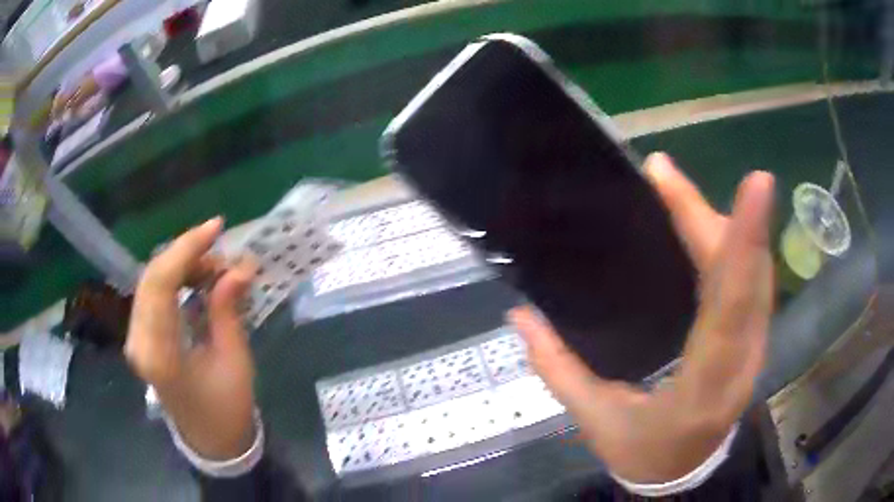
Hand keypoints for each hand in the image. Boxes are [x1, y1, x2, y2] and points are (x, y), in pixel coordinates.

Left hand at [125, 217, 257, 460]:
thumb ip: (227, 309)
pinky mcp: (140, 337)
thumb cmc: (227, 408)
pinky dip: (175, 280)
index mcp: (161, 354)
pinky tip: (197, 281)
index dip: (187, 247)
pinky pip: (153, 295)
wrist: (210, 440)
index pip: (161, 282)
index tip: (217, 227)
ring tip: (215, 270)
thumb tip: (240, 267)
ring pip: (151, 281)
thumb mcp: (234, 360)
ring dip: (182, 266)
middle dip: (187, 253)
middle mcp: (139, 342)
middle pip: (152, 276)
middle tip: (221, 250)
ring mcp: (136, 339)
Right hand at [510, 153, 774, 482]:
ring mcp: (755, 348)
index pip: (733, 306)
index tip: (754, 183)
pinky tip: (707, 227)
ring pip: (756, 274)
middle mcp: (742, 360)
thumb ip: (558, 368)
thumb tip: (521, 315)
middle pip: (746, 277)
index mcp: (704, 385)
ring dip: (728, 227)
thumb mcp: (595, 420)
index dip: (743, 243)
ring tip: (679, 193)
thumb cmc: (641, 452)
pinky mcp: (755, 341)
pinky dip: (737, 248)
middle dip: (717, 219)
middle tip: (665, 176)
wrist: (682, 474)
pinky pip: (754, 284)